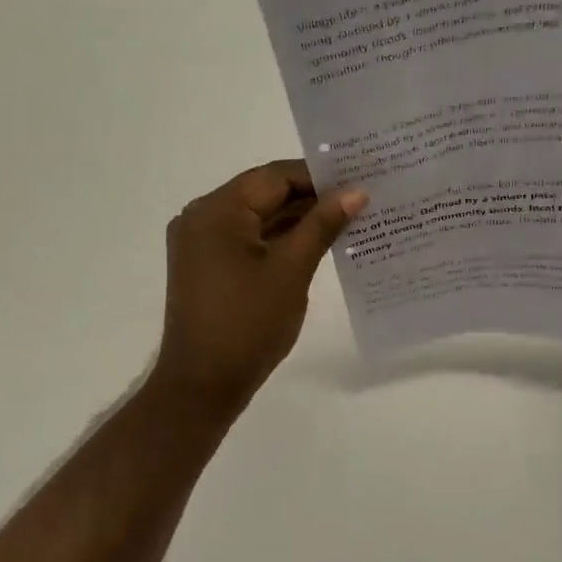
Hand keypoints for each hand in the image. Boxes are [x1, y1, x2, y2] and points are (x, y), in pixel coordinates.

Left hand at [151, 160, 366, 413]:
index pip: (274, 176)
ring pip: (258, 218)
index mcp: (217, 210)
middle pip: (264, 194)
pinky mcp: (207, 266)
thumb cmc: (248, 324)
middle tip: (359, 199)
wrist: (203, 384)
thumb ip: (322, 225)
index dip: (318, 176)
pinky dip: (279, 240)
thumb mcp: (291, 270)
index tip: (359, 180)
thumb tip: (356, 192)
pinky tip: (316, 243)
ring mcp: (202, 243)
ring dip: (297, 220)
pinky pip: (248, 240)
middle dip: (311, 198)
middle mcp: (202, 217)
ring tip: (347, 220)